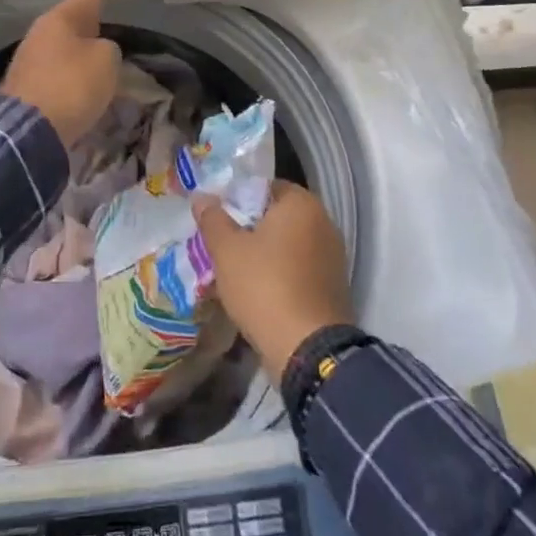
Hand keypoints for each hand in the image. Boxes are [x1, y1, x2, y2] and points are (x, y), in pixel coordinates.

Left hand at [1, 0, 121, 148]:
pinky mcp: (25, 91)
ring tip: (94, 58)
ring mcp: (27, 63)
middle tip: (100, 24)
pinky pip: (54, 75)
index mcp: (58, 20)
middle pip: (67, 25)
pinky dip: (67, 76)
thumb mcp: (106, 61)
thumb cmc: (72, 85)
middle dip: (83, 25)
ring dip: (75, 54)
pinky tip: (79, 85)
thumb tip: (98, 50)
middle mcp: (39, 36)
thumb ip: (107, 49)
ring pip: (59, 50)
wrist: (28, 131)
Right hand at [193, 181, 353, 380]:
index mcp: (302, 204)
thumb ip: (213, 219)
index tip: (217, 218)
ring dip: (265, 253)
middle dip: (250, 227)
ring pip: (288, 244)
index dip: (237, 198)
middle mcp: (324, 222)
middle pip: (277, 216)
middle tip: (222, 244)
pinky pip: (300, 268)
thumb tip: (202, 197)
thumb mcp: (227, 250)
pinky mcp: (333, 285)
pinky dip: (281, 273)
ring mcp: (333, 255)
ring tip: (236, 270)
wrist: (308, 349)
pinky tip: (260, 291)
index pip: (264, 186)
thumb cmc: (264, 286)